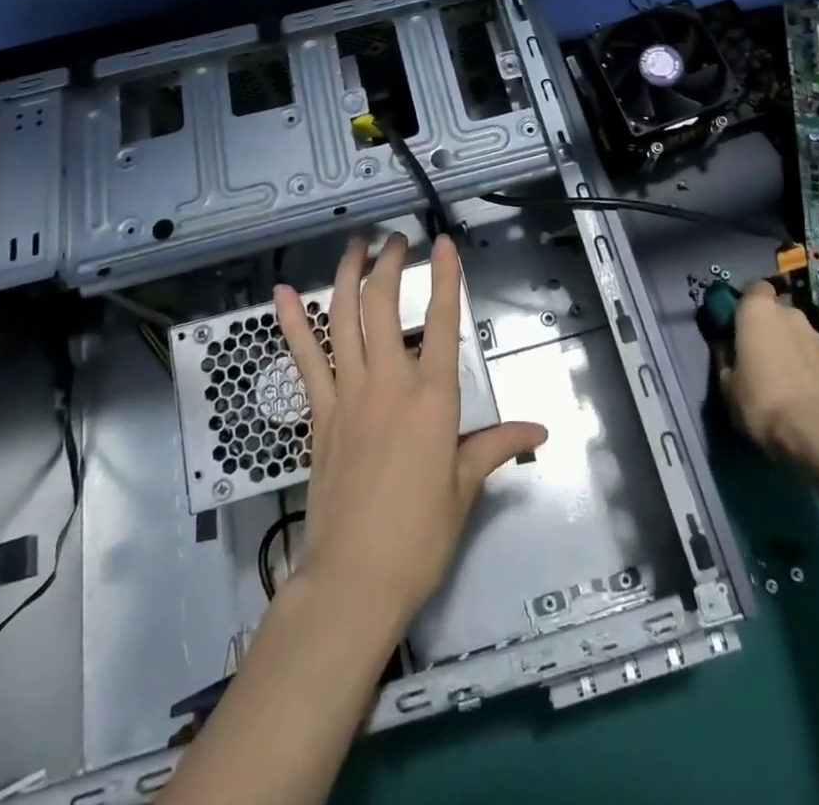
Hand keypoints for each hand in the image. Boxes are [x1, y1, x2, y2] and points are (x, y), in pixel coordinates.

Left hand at [274, 234, 547, 633]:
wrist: (353, 579)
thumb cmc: (419, 536)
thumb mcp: (464, 489)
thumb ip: (495, 447)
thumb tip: (539, 431)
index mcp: (433, 399)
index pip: (444, 323)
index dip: (445, 277)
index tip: (443, 243)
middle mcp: (389, 383)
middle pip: (385, 306)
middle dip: (390, 264)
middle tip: (395, 239)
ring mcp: (348, 394)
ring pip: (343, 319)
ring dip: (347, 276)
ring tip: (355, 246)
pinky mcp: (319, 414)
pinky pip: (305, 359)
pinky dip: (292, 324)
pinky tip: (280, 296)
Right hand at [717, 280, 818, 469]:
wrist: (816, 431)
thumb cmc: (760, 399)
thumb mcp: (726, 383)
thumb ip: (726, 358)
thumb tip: (727, 350)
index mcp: (758, 310)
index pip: (754, 288)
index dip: (747, 303)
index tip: (738, 323)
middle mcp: (790, 314)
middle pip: (776, 311)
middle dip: (768, 326)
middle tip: (757, 352)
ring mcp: (817, 336)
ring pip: (797, 333)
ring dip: (789, 346)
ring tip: (781, 375)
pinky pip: (813, 354)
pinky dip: (806, 365)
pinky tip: (801, 389)